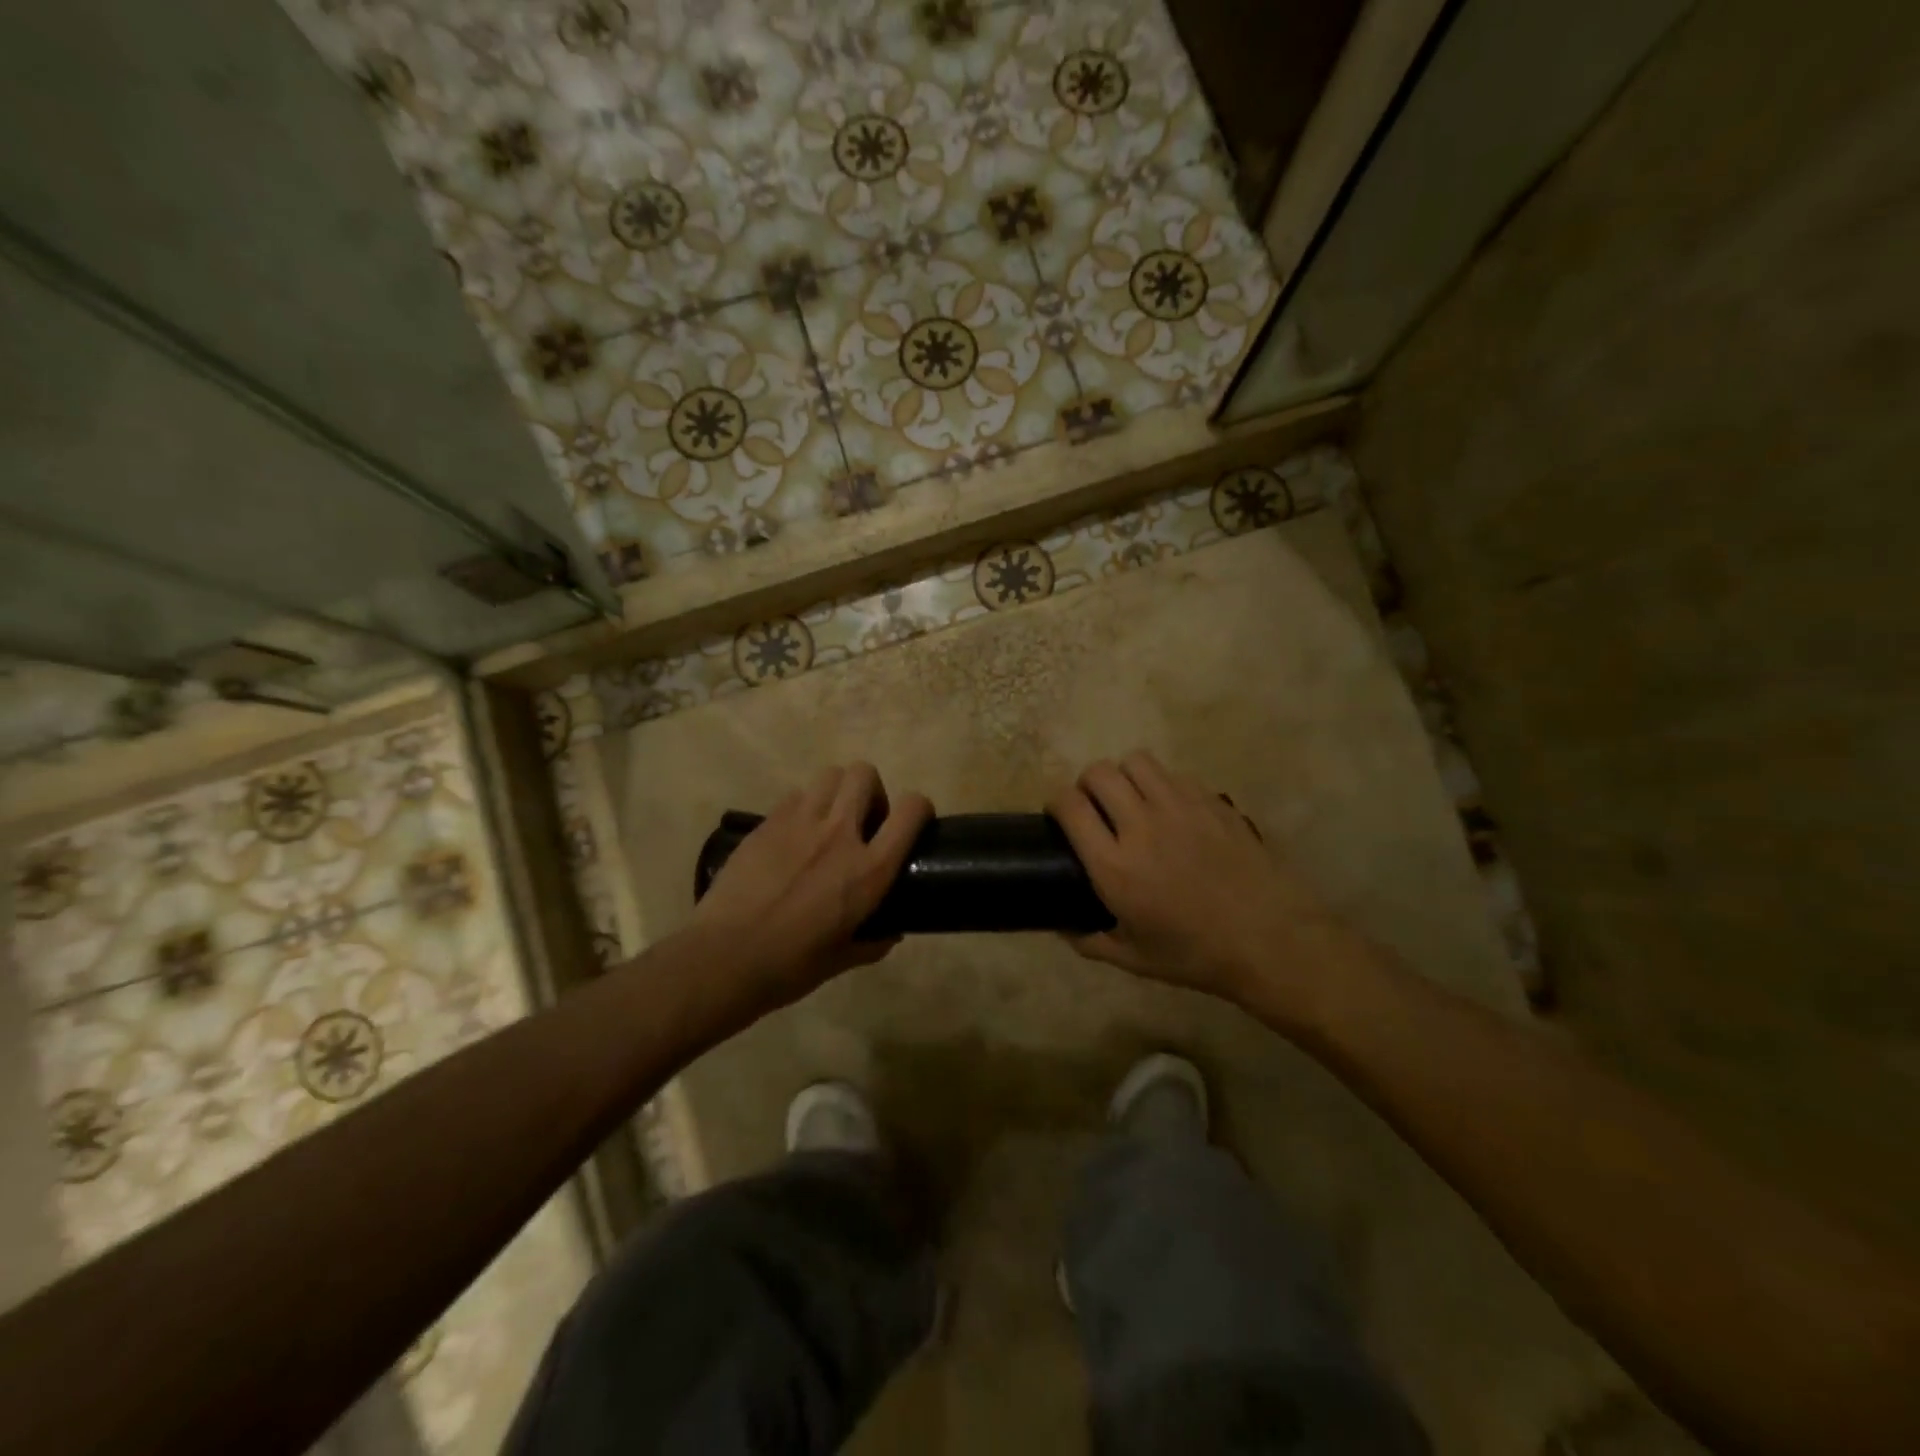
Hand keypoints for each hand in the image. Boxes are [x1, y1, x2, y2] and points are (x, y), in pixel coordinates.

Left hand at [691, 762, 931, 1010]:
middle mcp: (838, 835)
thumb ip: (874, 941)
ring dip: (837, 792)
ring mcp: (799, 822)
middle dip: (872, 791)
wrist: (724, 958)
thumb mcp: (843, 960)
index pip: (910, 810)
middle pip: (864, 774)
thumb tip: (890, 931)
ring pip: (829, 775)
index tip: (912, 822)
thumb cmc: (789, 966)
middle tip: (863, 822)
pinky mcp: (766, 823)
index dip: (919, 808)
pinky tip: (794, 836)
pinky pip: (795, 795)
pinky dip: (804, 807)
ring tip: (828, 821)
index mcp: (868, 870)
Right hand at [1048, 751, 1354, 1019]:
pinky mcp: (1212, 801)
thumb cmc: (1196, 954)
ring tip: (1131, 800)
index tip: (1059, 815)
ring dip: (1124, 777)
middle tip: (1095, 808)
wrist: (1270, 939)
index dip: (1056, 802)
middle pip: (1099, 773)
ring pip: (1136, 761)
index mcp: (1115, 866)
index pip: (1070, 806)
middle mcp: (1142, 826)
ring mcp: (1181, 807)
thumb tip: (1060, 925)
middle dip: (1087, 785)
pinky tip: (1171, 811)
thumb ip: (1088, 940)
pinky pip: (1174, 774)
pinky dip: (1162, 785)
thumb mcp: (1133, 959)